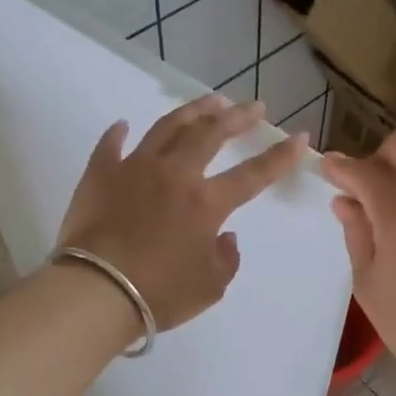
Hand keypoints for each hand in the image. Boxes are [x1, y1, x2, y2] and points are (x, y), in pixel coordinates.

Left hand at [58, 96, 309, 332]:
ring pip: (167, 128)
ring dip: (192, 112)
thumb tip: (226, 236)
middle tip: (253, 107)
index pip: (253, 174)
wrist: (96, 290)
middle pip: (211, 134)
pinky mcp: (100, 174)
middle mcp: (174, 174)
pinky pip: (110, 146)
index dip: (280, 156)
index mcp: (206, 203)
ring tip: (209, 101)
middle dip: (237, 117)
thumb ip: (226, 259)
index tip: (299, 137)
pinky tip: (123, 124)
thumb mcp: (209, 287)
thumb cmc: (159, 293)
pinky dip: (117, 134)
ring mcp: (134, 168)